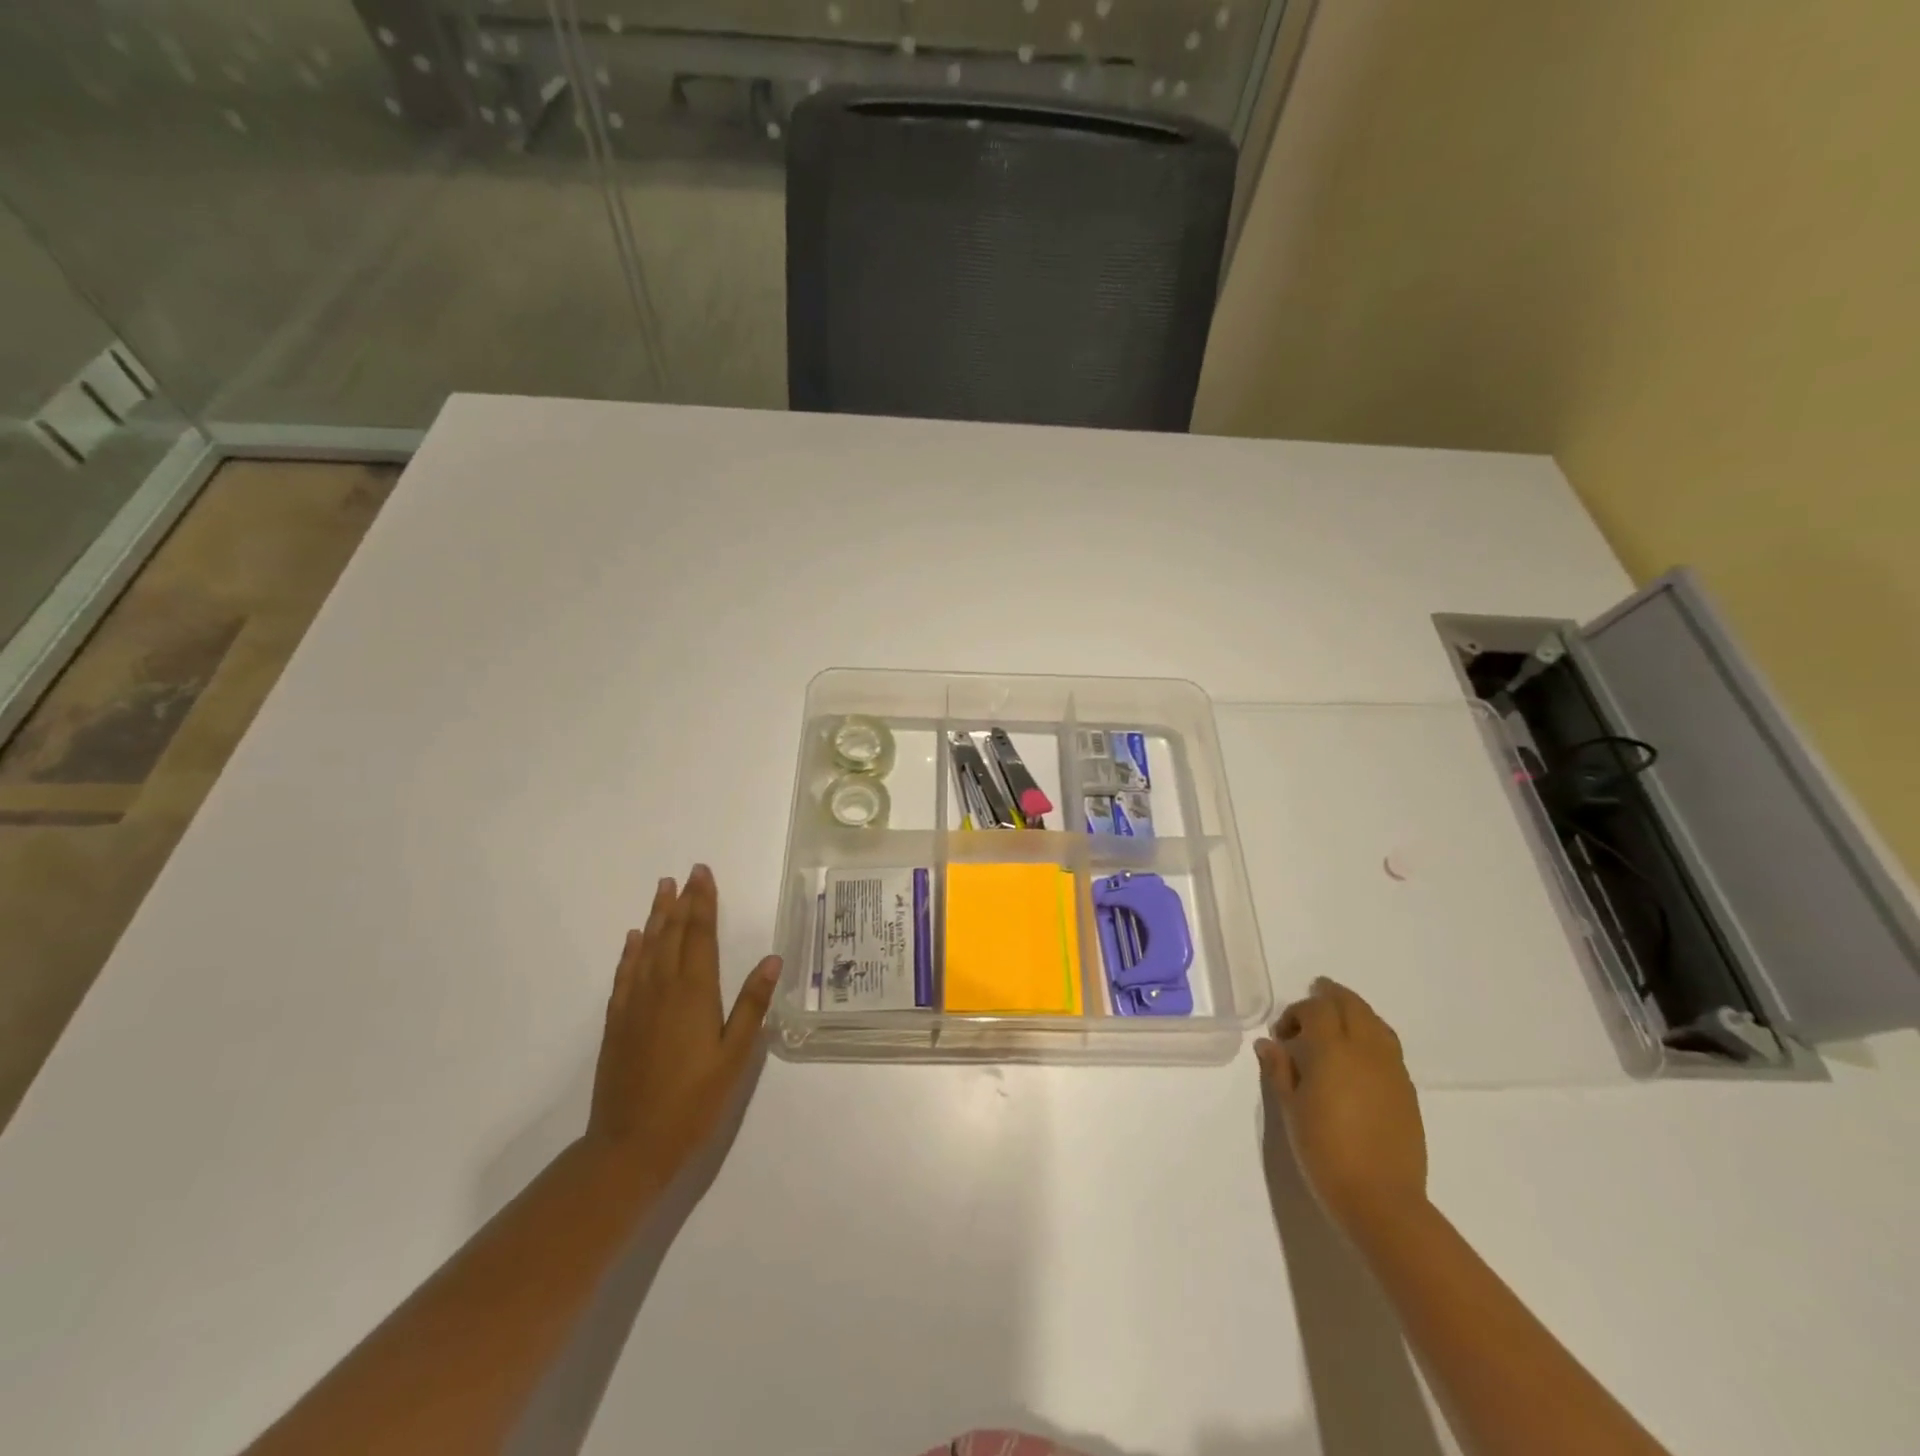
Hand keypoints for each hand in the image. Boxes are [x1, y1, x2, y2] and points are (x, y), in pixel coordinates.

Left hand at [586, 864, 781, 1186]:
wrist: (629, 1146)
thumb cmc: (692, 1103)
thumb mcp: (734, 1058)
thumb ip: (751, 1006)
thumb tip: (771, 959)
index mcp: (694, 994)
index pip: (701, 936)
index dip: (703, 903)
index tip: (703, 874)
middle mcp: (662, 989)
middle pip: (673, 935)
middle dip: (682, 902)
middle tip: (687, 872)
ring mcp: (635, 1004)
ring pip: (648, 948)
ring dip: (656, 916)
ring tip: (662, 890)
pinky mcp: (617, 1022)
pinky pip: (625, 974)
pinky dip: (631, 952)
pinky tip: (634, 939)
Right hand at [1256, 977, 1426, 1235]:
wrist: (1382, 1201)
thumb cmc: (1325, 1152)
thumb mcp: (1290, 1109)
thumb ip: (1279, 1070)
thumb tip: (1269, 1044)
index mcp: (1333, 1050)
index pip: (1317, 1009)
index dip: (1297, 1012)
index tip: (1282, 1035)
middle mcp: (1366, 1051)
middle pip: (1352, 1006)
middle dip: (1331, 996)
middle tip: (1313, 998)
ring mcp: (1392, 1070)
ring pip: (1376, 1023)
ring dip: (1355, 1013)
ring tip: (1338, 1023)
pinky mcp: (1408, 1092)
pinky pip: (1389, 1048)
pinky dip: (1372, 1037)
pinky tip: (1358, 1058)